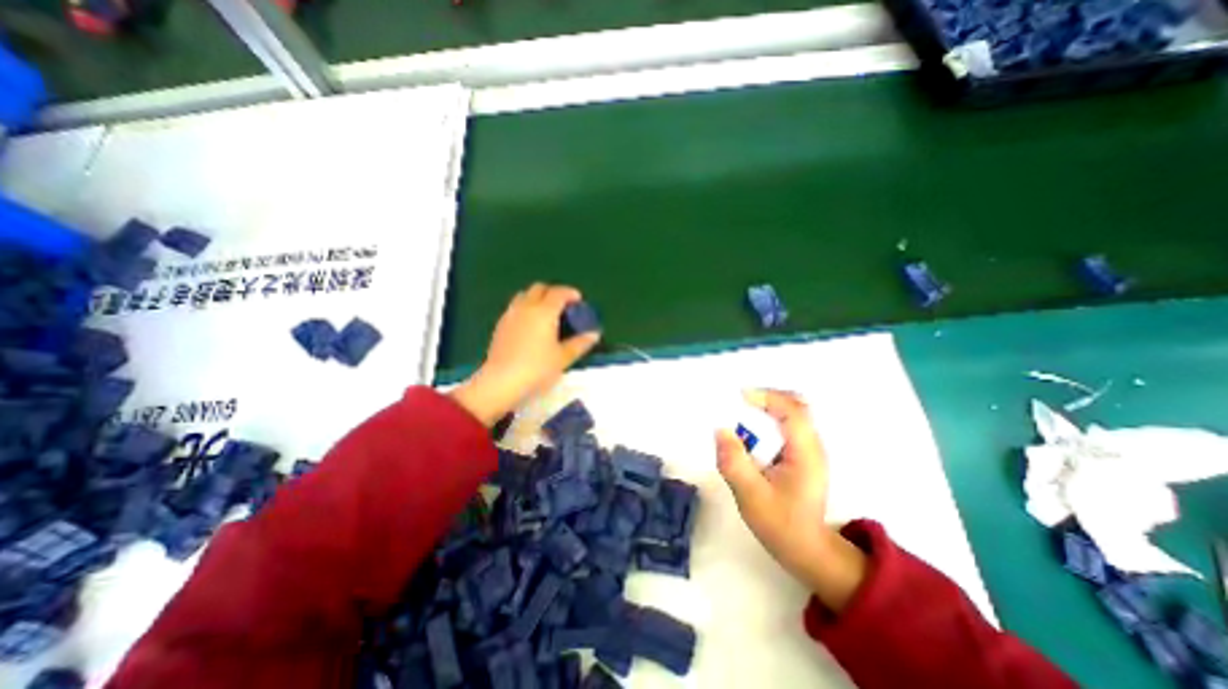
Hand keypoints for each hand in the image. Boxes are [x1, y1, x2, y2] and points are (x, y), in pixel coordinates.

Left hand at [454, 282, 604, 424]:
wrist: (502, 381)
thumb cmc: (537, 368)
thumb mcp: (563, 357)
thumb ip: (580, 343)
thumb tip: (594, 334)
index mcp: (544, 311)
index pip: (559, 292)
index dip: (570, 293)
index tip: (578, 300)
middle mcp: (526, 307)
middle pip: (539, 288)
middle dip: (553, 293)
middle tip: (563, 307)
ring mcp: (511, 314)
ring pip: (524, 295)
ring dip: (537, 298)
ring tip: (546, 315)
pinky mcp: (500, 325)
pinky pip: (515, 307)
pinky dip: (526, 309)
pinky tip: (530, 326)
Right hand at [716, 390, 865, 611]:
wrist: (807, 550)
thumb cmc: (781, 524)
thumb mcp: (751, 495)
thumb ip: (734, 462)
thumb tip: (720, 430)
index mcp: (805, 453)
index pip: (793, 411)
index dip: (767, 397)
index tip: (739, 396)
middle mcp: (812, 445)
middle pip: (796, 405)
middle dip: (768, 397)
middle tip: (740, 401)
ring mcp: (810, 450)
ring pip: (793, 413)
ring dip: (768, 407)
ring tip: (742, 412)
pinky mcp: (803, 455)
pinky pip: (788, 425)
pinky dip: (770, 418)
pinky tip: (753, 431)